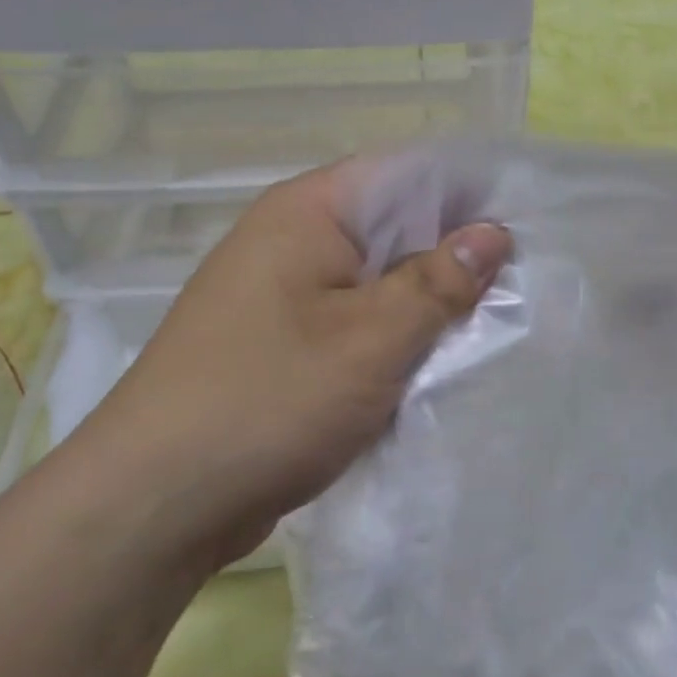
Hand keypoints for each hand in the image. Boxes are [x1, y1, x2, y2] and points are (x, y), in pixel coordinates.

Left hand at [88, 164, 509, 565]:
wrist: (152, 503)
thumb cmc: (269, 400)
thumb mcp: (372, 339)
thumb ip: (438, 282)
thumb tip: (493, 233)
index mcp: (308, 212)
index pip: (405, 173)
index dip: (467, 194)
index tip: (524, 226)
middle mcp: (290, 238)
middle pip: (391, 226)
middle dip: (452, 255)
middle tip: (518, 285)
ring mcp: (279, 291)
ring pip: (373, 279)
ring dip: (423, 302)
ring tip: (487, 325)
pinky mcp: (277, 340)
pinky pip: (350, 319)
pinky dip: (390, 336)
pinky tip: (430, 362)